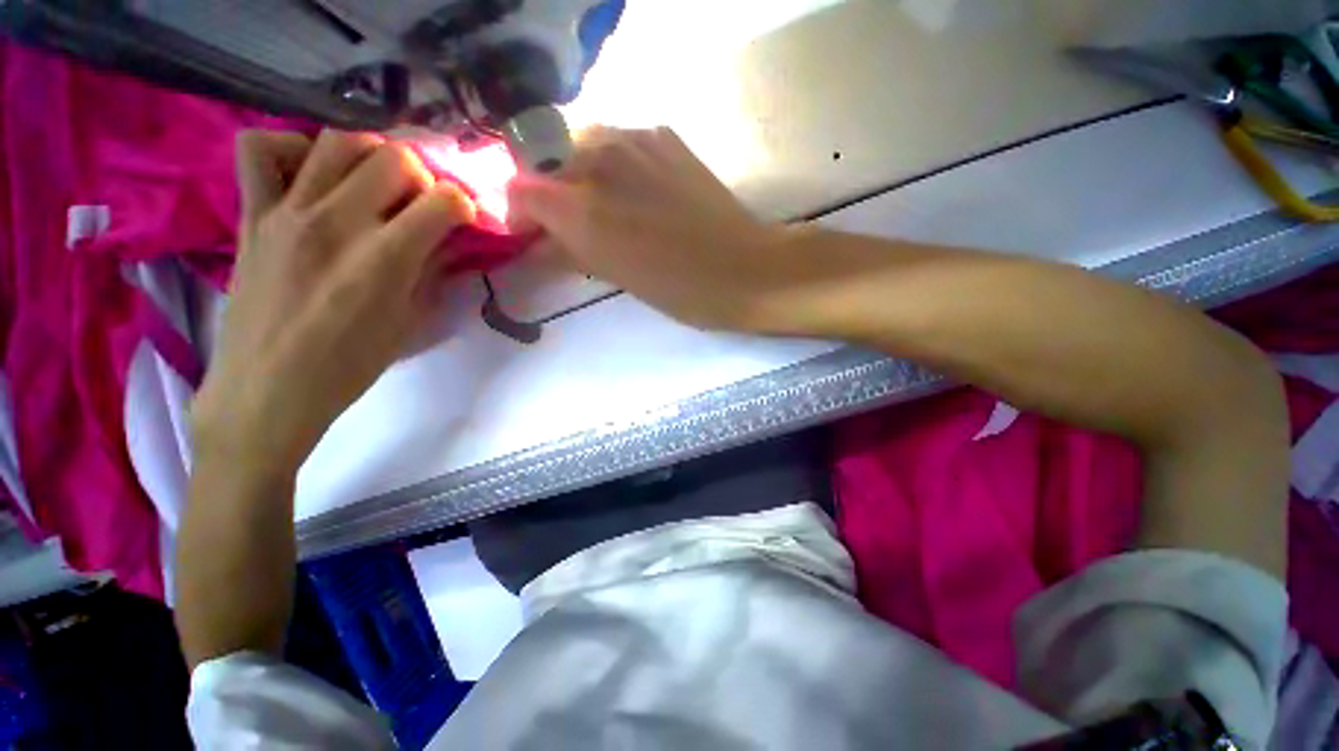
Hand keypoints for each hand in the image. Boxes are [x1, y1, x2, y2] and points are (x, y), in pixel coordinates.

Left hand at [191, 129, 474, 474]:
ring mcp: (287, 212)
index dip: (464, 205)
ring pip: (337, 142)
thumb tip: (450, 241)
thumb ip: (432, 272)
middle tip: (422, 201)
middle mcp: (337, 222)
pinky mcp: (251, 214)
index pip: (443, 202)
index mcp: (385, 259)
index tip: (464, 219)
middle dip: (422, 175)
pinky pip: (259, 149)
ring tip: (375, 182)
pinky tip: (309, 174)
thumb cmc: (349, 366)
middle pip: (392, 158)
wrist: (267, 389)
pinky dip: (290, 148)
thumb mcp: (410, 322)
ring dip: (369, 156)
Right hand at [507, 126, 788, 330]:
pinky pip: (620, 141)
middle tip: (573, 222)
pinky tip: (638, 190)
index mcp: (581, 208)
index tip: (533, 233)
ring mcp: (634, 138)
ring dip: (581, 173)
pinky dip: (615, 164)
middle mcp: (598, 159)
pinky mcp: (664, 135)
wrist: (743, 268)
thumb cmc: (679, 289)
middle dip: (551, 192)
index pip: (518, 188)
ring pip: (582, 144)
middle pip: (546, 161)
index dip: (519, 212)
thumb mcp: (616, 277)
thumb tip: (543, 239)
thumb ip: (570, 250)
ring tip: (607, 205)